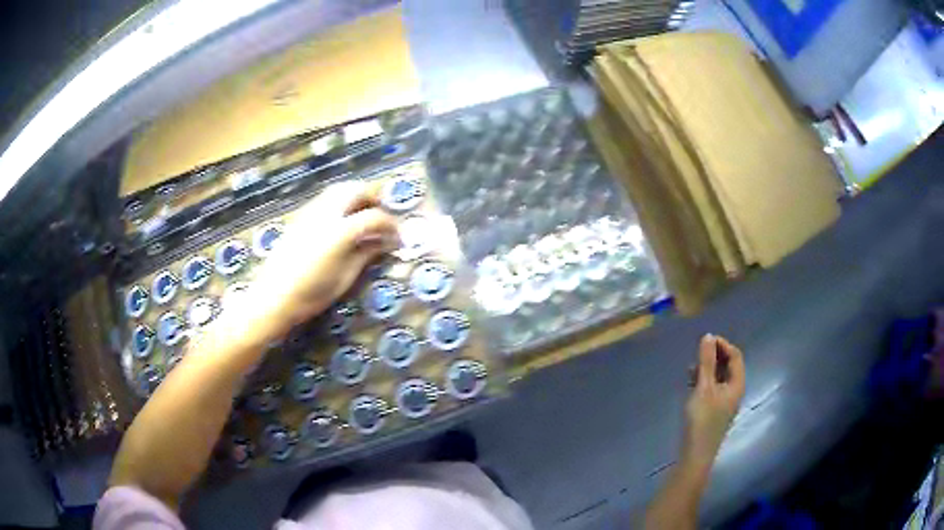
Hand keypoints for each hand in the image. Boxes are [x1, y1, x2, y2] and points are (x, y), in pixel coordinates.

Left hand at [241, 182, 398, 341]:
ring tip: (363, 217)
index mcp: (340, 232)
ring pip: (339, 189)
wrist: (272, 298)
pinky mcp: (299, 217)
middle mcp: (326, 214)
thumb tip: (385, 243)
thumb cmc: (311, 295)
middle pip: (356, 190)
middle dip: (373, 199)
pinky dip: (340, 202)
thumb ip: (366, 254)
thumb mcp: (345, 278)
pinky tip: (342, 222)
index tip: (398, 238)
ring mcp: (310, 212)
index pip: (375, 217)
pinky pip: (325, 199)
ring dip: (356, 197)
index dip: (391, 226)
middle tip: (381, 218)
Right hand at [683, 334, 744, 468]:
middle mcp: (734, 391)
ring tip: (690, 369)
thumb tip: (708, 336)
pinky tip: (691, 384)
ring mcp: (725, 402)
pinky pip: (712, 388)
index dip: (722, 345)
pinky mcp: (715, 411)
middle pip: (728, 366)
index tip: (704, 341)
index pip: (735, 356)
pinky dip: (704, 381)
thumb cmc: (702, 420)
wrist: (696, 454)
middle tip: (696, 354)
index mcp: (737, 384)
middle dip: (714, 357)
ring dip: (707, 369)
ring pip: (719, 377)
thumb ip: (706, 362)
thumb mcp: (703, 388)